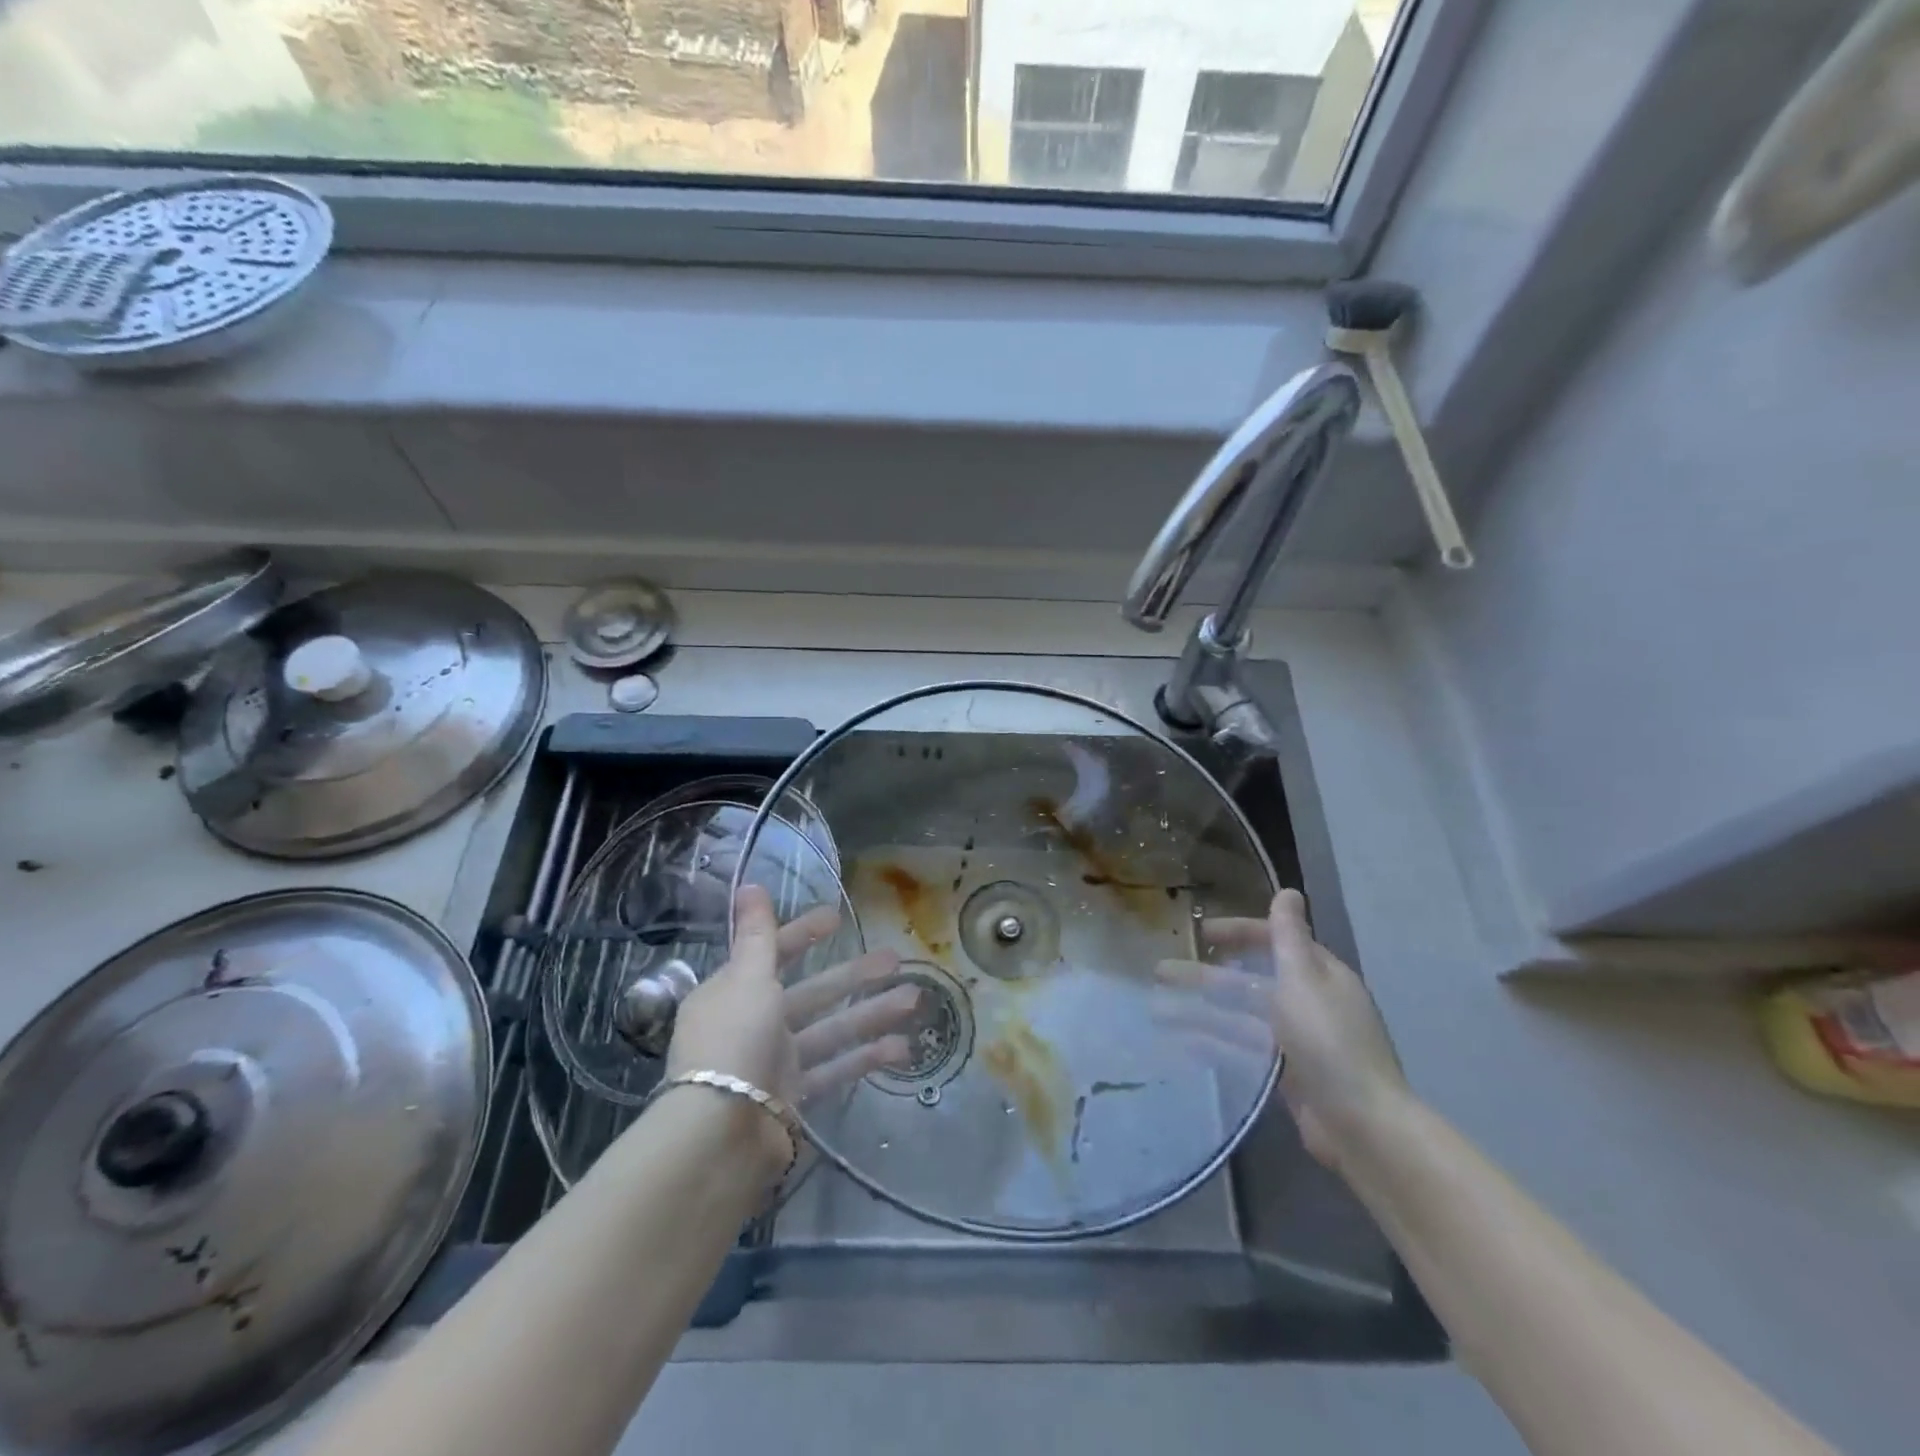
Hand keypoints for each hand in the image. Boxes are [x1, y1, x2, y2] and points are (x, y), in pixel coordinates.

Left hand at [667, 885, 917, 1107]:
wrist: (721, 1137)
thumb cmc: (734, 1041)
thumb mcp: (747, 978)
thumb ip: (757, 933)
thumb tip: (749, 884)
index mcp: (734, 992)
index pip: (772, 953)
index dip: (803, 934)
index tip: (836, 918)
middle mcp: (754, 1023)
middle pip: (812, 992)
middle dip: (854, 975)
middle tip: (895, 958)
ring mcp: (776, 1061)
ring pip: (831, 1028)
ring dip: (872, 1013)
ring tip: (915, 998)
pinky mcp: (795, 1096)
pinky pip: (835, 1069)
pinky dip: (866, 1057)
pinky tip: (903, 1047)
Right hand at [1158, 889, 1408, 1170]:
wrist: (1362, 1125)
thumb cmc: (1328, 1041)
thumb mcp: (1303, 979)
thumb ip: (1289, 936)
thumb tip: (1289, 891)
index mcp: (1319, 974)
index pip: (1272, 940)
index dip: (1236, 933)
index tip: (1198, 932)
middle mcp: (1307, 1002)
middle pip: (1249, 980)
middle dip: (1205, 975)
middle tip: (1161, 971)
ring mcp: (1295, 1041)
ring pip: (1239, 1016)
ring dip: (1200, 1010)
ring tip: (1156, 1010)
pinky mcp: (1285, 1074)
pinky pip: (1242, 1049)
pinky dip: (1214, 1042)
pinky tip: (1181, 1042)